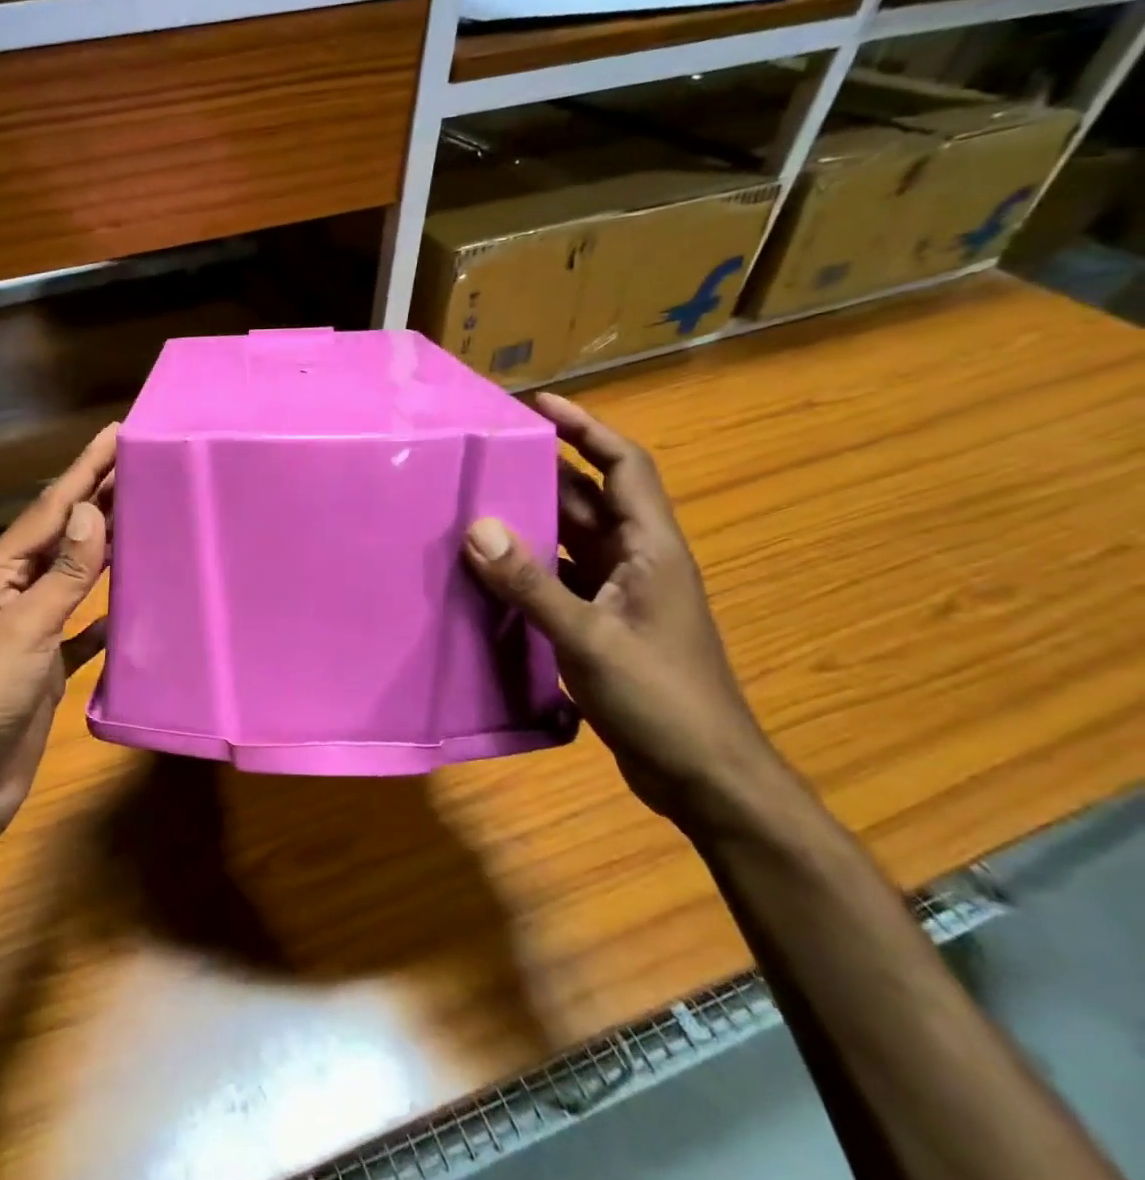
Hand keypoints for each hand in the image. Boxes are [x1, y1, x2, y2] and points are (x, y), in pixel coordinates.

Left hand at [0, 425, 115, 845]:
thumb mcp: (25, 629)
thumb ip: (64, 574)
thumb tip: (93, 512)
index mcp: (4, 571)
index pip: (53, 508)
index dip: (85, 469)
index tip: (118, 433)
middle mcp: (18, 590)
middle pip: (67, 534)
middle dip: (99, 497)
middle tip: (142, 463)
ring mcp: (35, 627)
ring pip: (78, 576)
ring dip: (107, 547)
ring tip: (145, 515)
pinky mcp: (51, 663)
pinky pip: (85, 627)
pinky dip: (107, 612)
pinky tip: (132, 599)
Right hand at [462, 392, 784, 832]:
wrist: (705, 775)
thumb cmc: (661, 698)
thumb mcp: (589, 638)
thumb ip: (531, 584)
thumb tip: (476, 528)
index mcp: (651, 548)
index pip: (623, 466)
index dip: (586, 427)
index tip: (538, 404)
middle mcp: (637, 561)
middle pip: (588, 498)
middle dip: (543, 470)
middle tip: (485, 453)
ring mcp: (621, 595)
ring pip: (570, 540)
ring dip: (531, 520)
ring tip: (474, 503)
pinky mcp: (605, 625)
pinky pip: (560, 579)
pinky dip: (527, 568)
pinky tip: (489, 571)